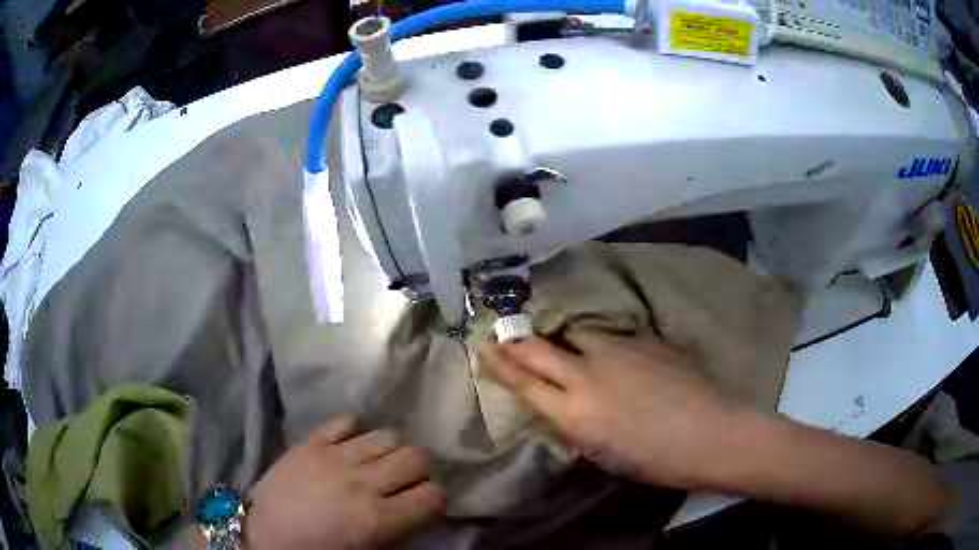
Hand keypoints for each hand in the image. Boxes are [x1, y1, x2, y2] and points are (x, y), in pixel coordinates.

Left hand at [245, 417, 443, 548]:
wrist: (265, 536)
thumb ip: (401, 532)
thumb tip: (422, 512)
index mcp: (378, 519)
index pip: (433, 495)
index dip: (435, 499)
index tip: (424, 503)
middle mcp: (362, 483)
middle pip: (416, 456)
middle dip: (419, 468)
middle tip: (406, 479)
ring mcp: (333, 457)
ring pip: (386, 435)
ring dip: (392, 449)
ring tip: (381, 460)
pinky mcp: (310, 443)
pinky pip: (345, 421)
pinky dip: (356, 431)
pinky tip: (353, 444)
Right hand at [482, 331, 742, 489]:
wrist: (712, 432)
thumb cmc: (657, 461)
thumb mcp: (607, 457)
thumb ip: (581, 432)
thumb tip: (570, 420)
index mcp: (575, 413)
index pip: (525, 383)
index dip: (501, 365)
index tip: (486, 349)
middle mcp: (587, 374)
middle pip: (539, 350)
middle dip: (516, 342)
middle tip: (502, 334)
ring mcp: (617, 351)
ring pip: (579, 336)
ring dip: (569, 344)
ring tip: (573, 351)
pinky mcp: (644, 340)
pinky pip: (613, 339)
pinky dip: (606, 348)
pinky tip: (621, 360)